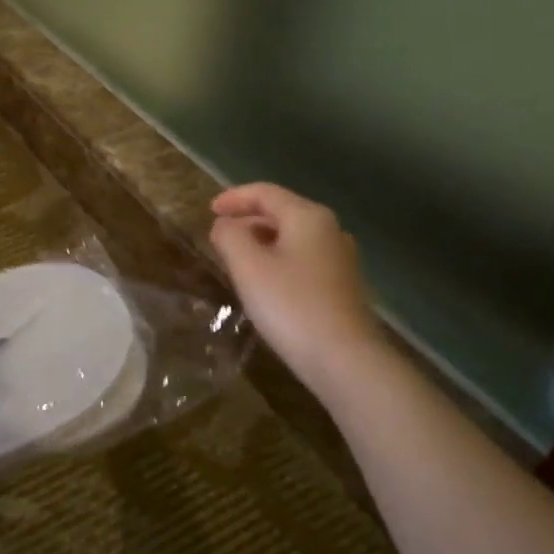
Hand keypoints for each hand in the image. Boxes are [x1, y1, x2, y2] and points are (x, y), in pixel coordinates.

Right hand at [210, 183, 382, 377]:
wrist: (345, 359)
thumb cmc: (291, 306)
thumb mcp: (248, 267)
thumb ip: (230, 237)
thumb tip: (225, 225)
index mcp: (307, 216)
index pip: (265, 193)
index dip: (234, 198)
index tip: (209, 210)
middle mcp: (330, 229)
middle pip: (282, 212)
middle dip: (248, 220)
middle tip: (220, 237)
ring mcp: (341, 258)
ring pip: (293, 238)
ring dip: (262, 242)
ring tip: (237, 260)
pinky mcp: (343, 285)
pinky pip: (303, 259)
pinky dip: (279, 260)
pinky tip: (265, 283)